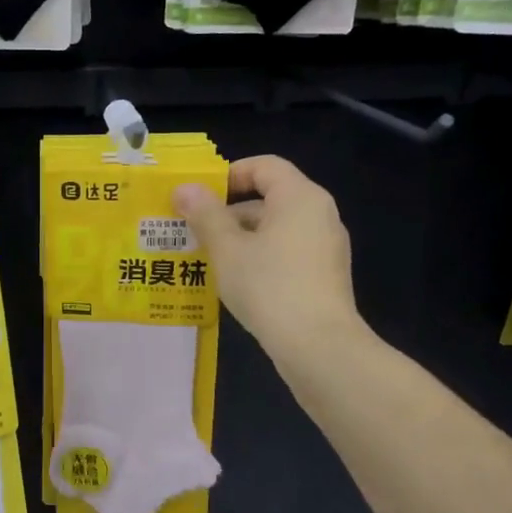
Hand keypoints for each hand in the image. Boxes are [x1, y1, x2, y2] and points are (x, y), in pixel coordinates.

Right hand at [174, 156, 366, 362]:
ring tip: (207, 260)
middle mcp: (320, 214)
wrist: (318, 346)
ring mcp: (326, 246)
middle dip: (229, 212)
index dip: (229, 174)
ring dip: (241, 238)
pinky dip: (261, 257)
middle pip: (270, 197)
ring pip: (277, 228)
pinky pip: (287, 252)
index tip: (199, 198)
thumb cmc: (269, 287)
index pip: (264, 166)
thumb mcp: (227, 249)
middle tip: (193, 232)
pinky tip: (236, 283)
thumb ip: (205, 215)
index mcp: (300, 197)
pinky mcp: (325, 275)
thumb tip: (185, 188)